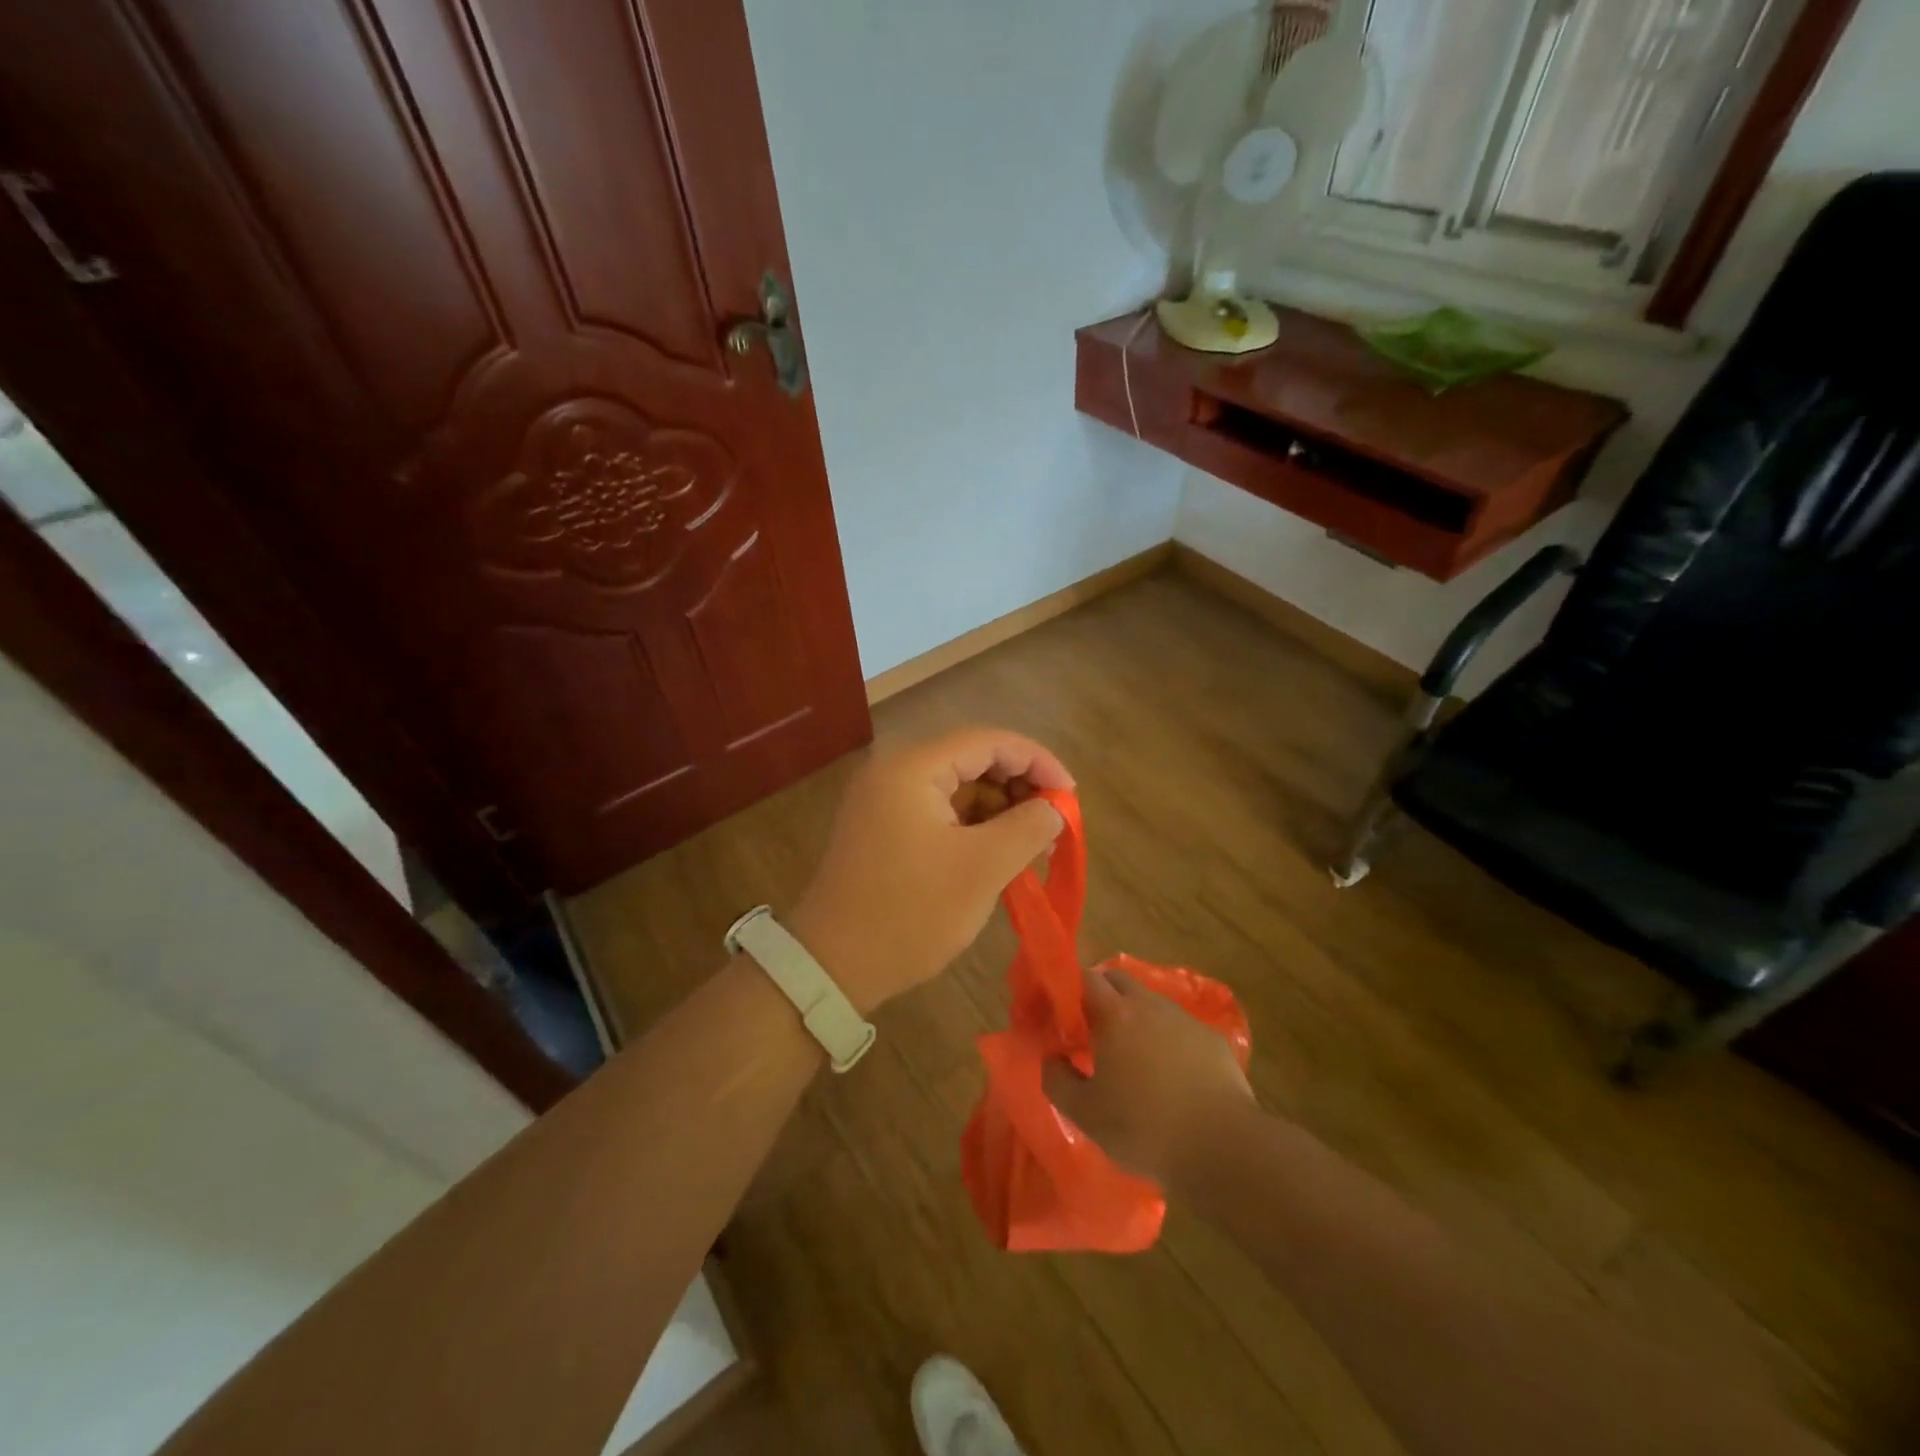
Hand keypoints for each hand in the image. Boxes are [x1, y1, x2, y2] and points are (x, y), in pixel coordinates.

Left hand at [788, 727, 1072, 1012]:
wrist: (833, 966)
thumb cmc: (911, 912)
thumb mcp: (982, 869)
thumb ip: (1027, 828)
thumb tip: (1053, 809)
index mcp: (913, 768)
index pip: (988, 741)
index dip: (1037, 761)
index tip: (1071, 794)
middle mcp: (894, 771)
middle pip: (972, 759)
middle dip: (1018, 787)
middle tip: (1052, 824)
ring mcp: (884, 799)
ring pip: (957, 787)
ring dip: (998, 809)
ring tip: (1032, 846)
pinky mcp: (883, 827)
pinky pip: (939, 811)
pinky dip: (972, 826)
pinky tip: (998, 854)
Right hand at [1043, 968, 1255, 1190]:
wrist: (1222, 1149)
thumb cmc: (1144, 1128)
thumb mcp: (1085, 1114)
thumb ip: (1057, 1079)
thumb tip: (1052, 1058)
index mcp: (1116, 1014)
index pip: (1085, 978)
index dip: (1069, 989)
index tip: (1060, 1013)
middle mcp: (1150, 1005)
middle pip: (1118, 980)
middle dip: (1100, 995)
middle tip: (1089, 1029)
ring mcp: (1185, 1020)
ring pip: (1150, 1003)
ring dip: (1134, 1017)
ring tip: (1129, 1055)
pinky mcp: (1212, 1040)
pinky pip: (1179, 1027)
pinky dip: (1166, 1039)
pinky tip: (1168, 1074)